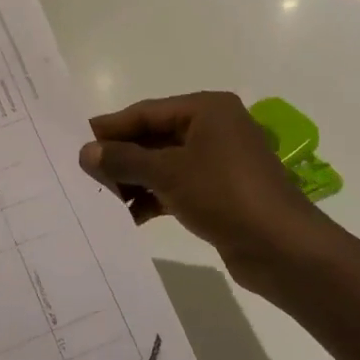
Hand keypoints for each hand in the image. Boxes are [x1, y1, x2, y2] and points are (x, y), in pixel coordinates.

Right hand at [81, 92, 325, 305]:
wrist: (284, 249)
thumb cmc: (226, 195)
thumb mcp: (169, 173)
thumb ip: (124, 160)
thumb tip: (85, 151)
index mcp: (206, 110)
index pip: (146, 112)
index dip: (111, 127)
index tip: (76, 141)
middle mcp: (212, 128)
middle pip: (153, 138)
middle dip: (120, 157)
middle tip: (82, 173)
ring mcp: (217, 162)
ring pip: (162, 164)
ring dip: (133, 181)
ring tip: (100, 199)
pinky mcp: (218, 192)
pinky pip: (175, 187)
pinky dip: (152, 198)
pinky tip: (127, 217)